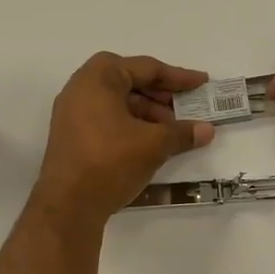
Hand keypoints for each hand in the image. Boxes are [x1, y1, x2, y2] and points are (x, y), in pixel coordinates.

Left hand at [32, 53, 215, 225]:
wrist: (68, 205)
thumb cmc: (111, 162)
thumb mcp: (153, 145)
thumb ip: (182, 132)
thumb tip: (207, 130)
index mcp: (98, 78)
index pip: (145, 68)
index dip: (178, 77)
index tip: (201, 84)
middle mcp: (80, 88)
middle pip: (129, 81)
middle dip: (160, 95)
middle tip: (186, 109)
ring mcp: (72, 113)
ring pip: (117, 102)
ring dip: (147, 112)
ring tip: (171, 132)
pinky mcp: (71, 136)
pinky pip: (106, 119)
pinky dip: (129, 125)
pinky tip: (149, 144)